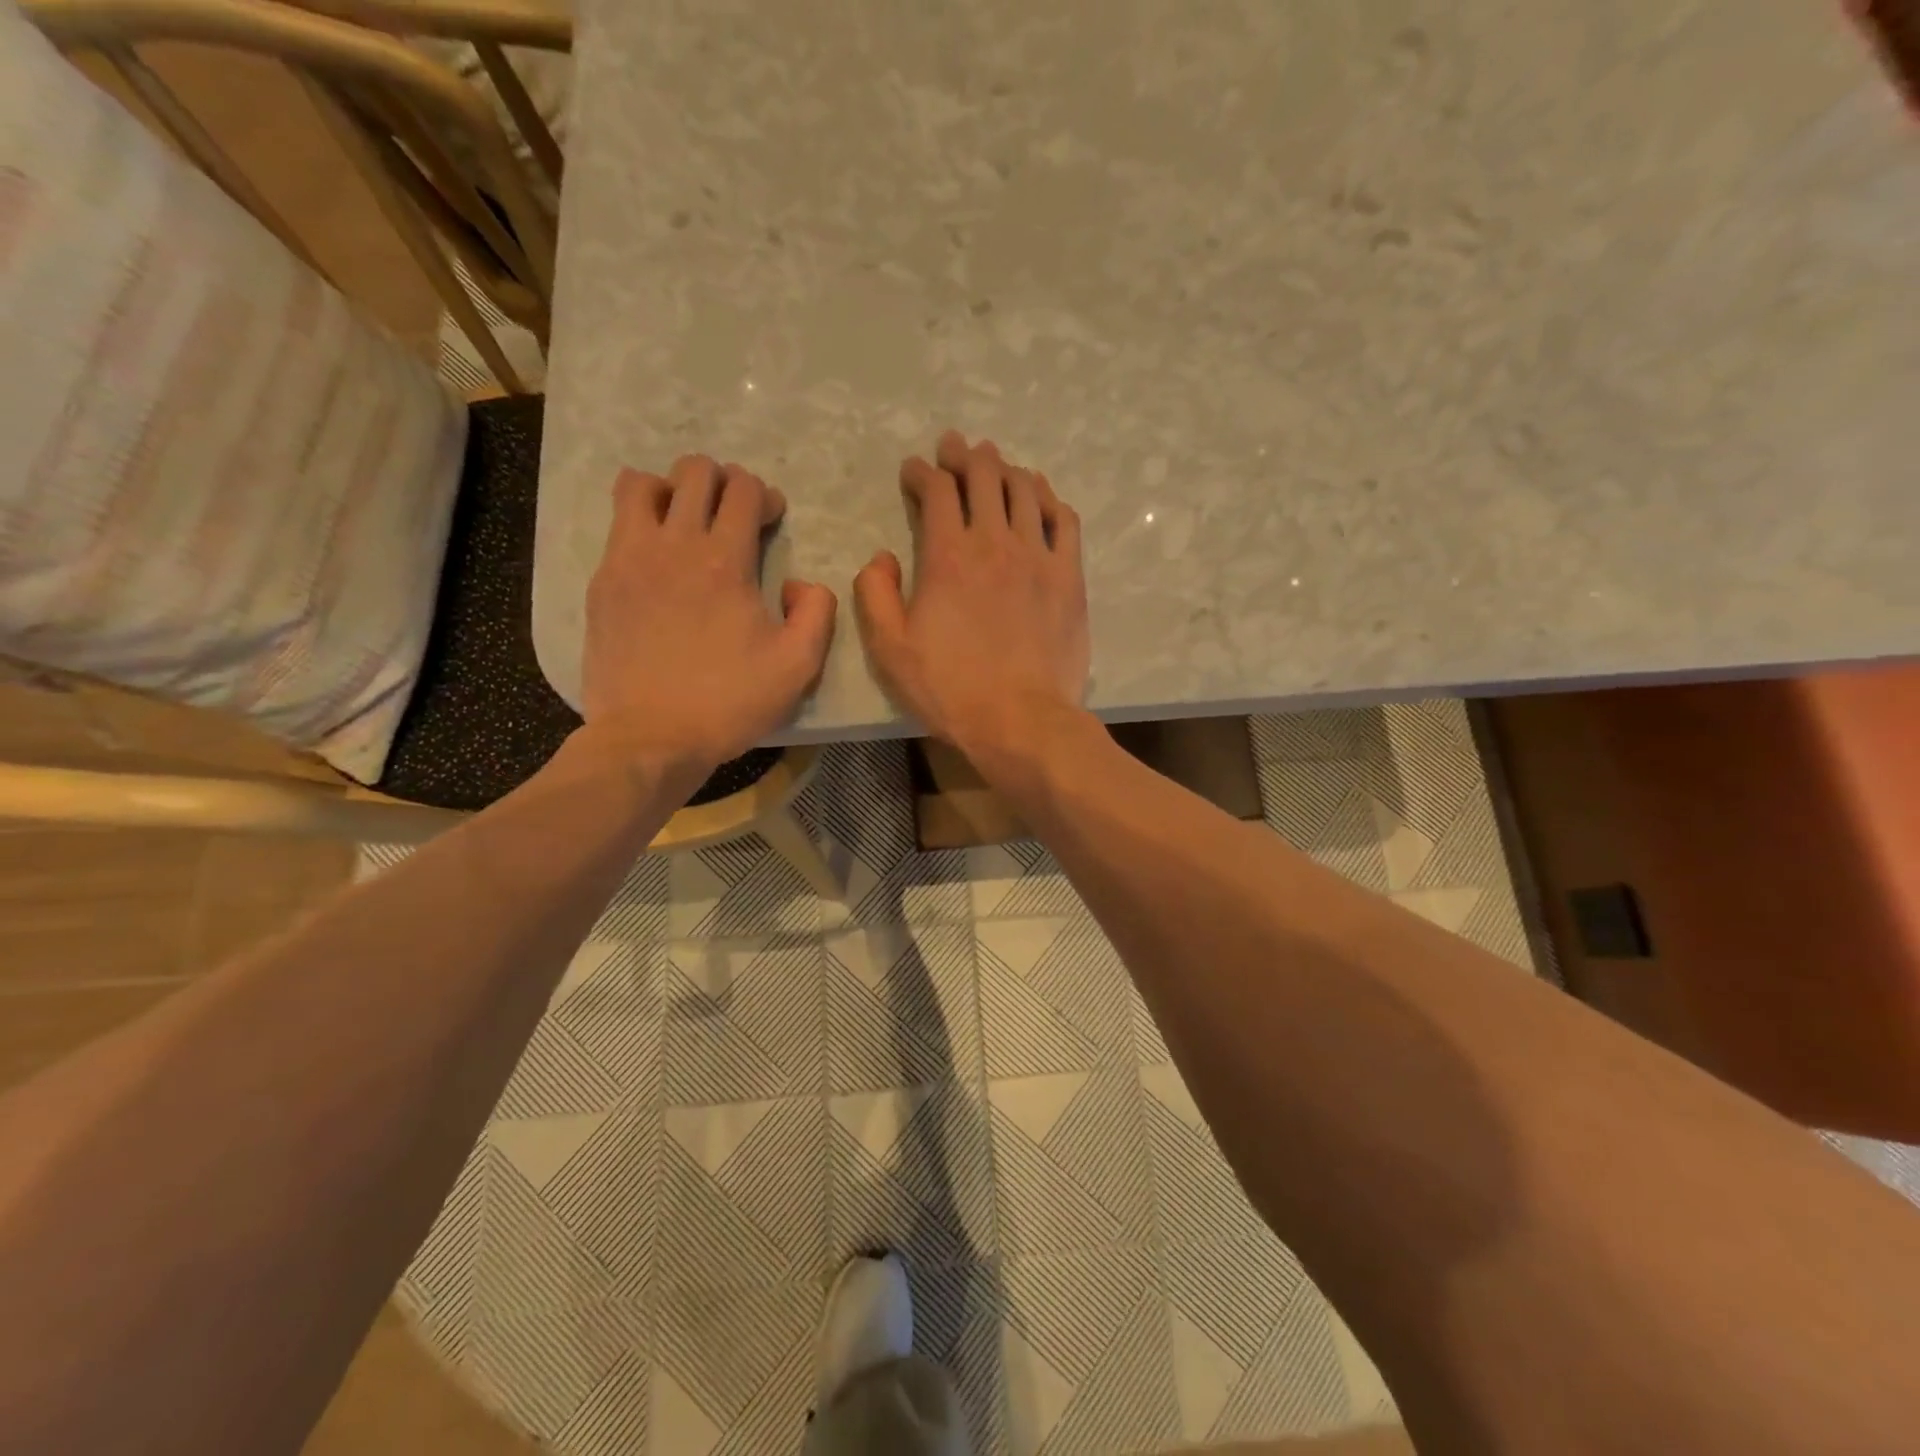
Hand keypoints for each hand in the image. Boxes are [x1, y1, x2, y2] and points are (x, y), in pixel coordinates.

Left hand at [581, 455, 835, 784]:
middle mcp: (674, 545)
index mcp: (725, 561)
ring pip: (642, 484)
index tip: (770, 521)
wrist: (650, 737)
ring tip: (684, 521)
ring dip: (671, 490)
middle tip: (732, 516)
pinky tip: (656, 556)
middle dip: (721, 481)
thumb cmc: (729, 702)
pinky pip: (617, 522)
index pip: (743, 489)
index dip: (764, 495)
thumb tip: (803, 583)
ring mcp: (629, 559)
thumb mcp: (798, 666)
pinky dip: (640, 520)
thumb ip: (817, 612)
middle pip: (694, 472)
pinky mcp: (603, 581)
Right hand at [854, 431, 1089, 763]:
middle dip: (964, 455)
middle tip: (955, 447)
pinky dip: (1049, 498)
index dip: (922, 472)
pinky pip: (1064, 520)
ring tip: (995, 462)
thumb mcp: (890, 649)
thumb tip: (881, 557)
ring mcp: (1038, 556)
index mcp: (948, 555)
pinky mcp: (1069, 576)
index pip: (936, 491)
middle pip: (983, 477)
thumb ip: (875, 595)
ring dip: (1005, 468)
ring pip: (1024, 491)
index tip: (913, 470)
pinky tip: (1040, 494)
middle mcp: (995, 542)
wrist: (1020, 720)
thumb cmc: (950, 689)